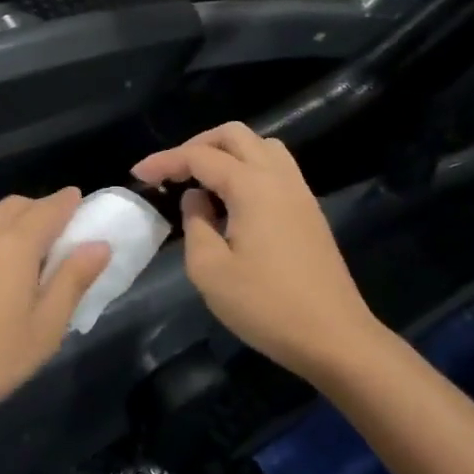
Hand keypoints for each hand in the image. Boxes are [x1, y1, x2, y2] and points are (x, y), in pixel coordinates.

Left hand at [0, 189, 111, 437]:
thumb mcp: (44, 330)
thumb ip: (73, 281)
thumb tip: (99, 244)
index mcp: (18, 243)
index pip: (51, 208)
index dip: (69, 203)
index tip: (79, 205)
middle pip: (18, 204)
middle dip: (40, 211)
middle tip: (53, 237)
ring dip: (6, 218)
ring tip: (14, 246)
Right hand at [133, 123, 379, 379]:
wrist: (335, 338)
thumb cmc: (267, 306)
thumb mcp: (210, 270)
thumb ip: (195, 224)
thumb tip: (197, 199)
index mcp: (252, 186)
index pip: (200, 157)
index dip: (165, 161)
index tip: (137, 174)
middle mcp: (279, 178)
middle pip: (235, 136)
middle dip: (197, 145)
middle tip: (172, 171)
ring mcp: (299, 193)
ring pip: (261, 147)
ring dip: (227, 153)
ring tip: (202, 180)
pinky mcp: (309, 212)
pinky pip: (275, 169)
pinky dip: (247, 169)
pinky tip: (232, 201)